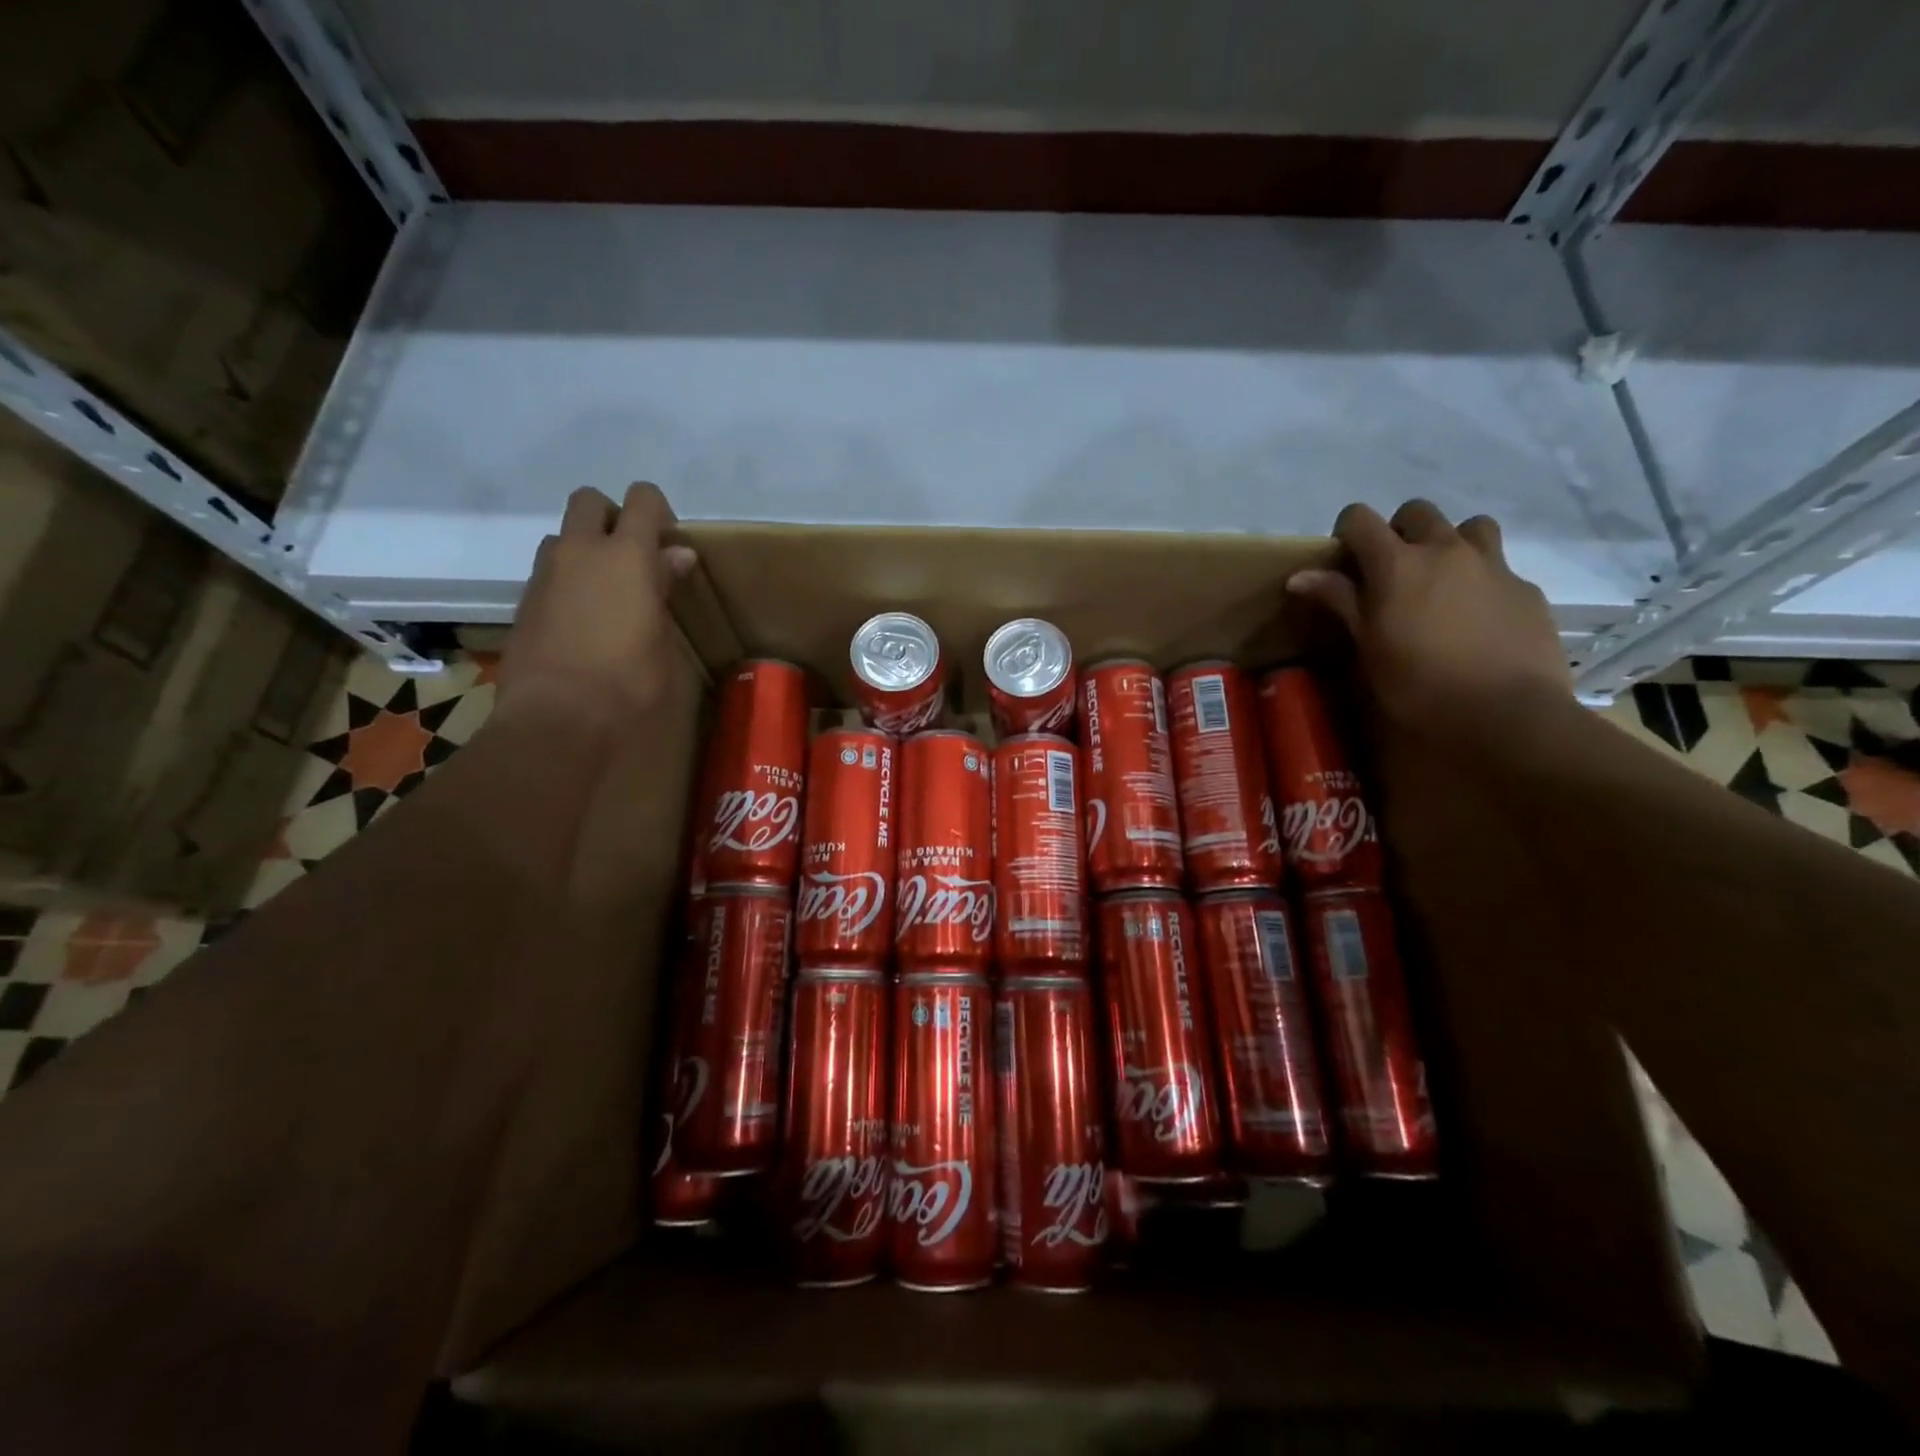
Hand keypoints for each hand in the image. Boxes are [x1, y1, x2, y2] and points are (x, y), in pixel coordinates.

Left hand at [496, 484, 697, 729]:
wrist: (558, 718)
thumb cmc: (629, 682)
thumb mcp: (662, 637)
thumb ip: (665, 588)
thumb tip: (676, 556)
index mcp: (626, 555)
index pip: (642, 500)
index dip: (659, 512)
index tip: (670, 545)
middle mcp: (580, 552)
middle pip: (590, 502)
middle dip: (612, 518)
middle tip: (634, 560)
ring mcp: (545, 575)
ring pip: (564, 537)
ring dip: (586, 551)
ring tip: (608, 594)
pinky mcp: (524, 603)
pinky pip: (550, 574)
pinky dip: (569, 583)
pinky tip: (585, 623)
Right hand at [1287, 501, 1570, 739]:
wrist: (1505, 712)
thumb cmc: (1418, 684)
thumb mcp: (1368, 646)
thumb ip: (1340, 602)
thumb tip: (1299, 576)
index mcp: (1398, 564)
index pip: (1361, 518)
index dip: (1347, 531)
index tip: (1344, 560)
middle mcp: (1446, 550)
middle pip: (1418, 512)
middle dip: (1399, 531)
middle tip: (1392, 571)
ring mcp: (1493, 566)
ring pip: (1471, 526)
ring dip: (1450, 542)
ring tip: (1442, 580)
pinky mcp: (1526, 588)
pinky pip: (1500, 566)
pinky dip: (1482, 579)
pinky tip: (1477, 617)